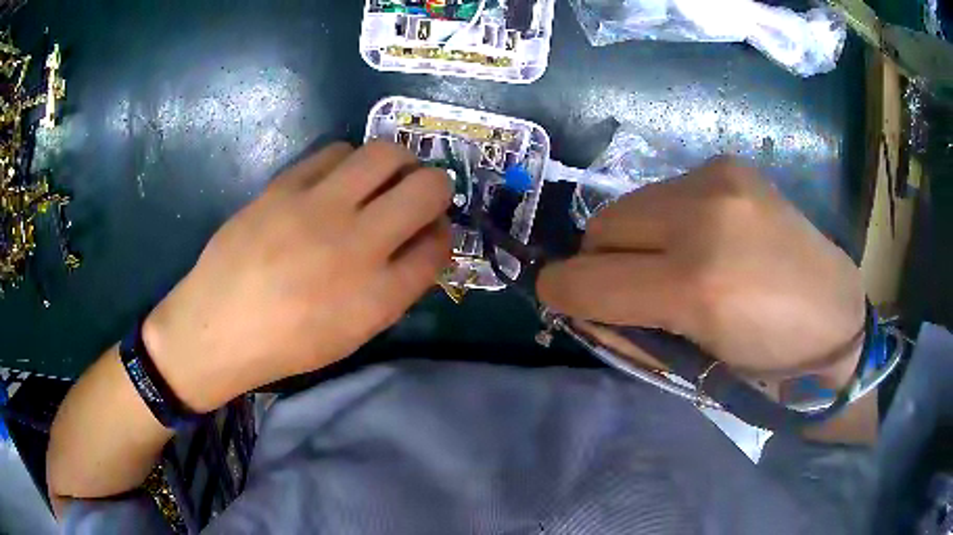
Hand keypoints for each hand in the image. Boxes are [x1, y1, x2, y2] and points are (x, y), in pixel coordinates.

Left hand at [143, 142, 451, 411]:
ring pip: (385, 153)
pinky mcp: (285, 187)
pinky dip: (348, 162)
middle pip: (429, 188)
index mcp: (378, 296)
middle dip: (437, 188)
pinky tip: (336, 180)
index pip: (439, 245)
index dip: (442, 233)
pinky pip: (335, 152)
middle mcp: (357, 245)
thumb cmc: (287, 343)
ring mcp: (318, 209)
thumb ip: (395, 288)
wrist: (218, 326)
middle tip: (418, 195)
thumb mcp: (353, 334)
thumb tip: (419, 241)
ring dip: (395, 164)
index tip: (430, 231)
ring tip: (378, 180)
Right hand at [538, 157, 864, 387]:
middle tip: (628, 289)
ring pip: (631, 205)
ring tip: (671, 264)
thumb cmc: (767, 360)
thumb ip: (629, 330)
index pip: (590, 279)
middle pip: (603, 226)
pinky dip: (665, 221)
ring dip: (633, 239)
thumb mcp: (692, 365)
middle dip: (599, 261)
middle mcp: (705, 215)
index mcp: (698, 285)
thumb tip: (582, 303)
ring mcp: (719, 179)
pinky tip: (701, 239)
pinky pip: (666, 192)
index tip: (559, 299)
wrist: (834, 317)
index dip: (562, 292)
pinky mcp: (729, 166)